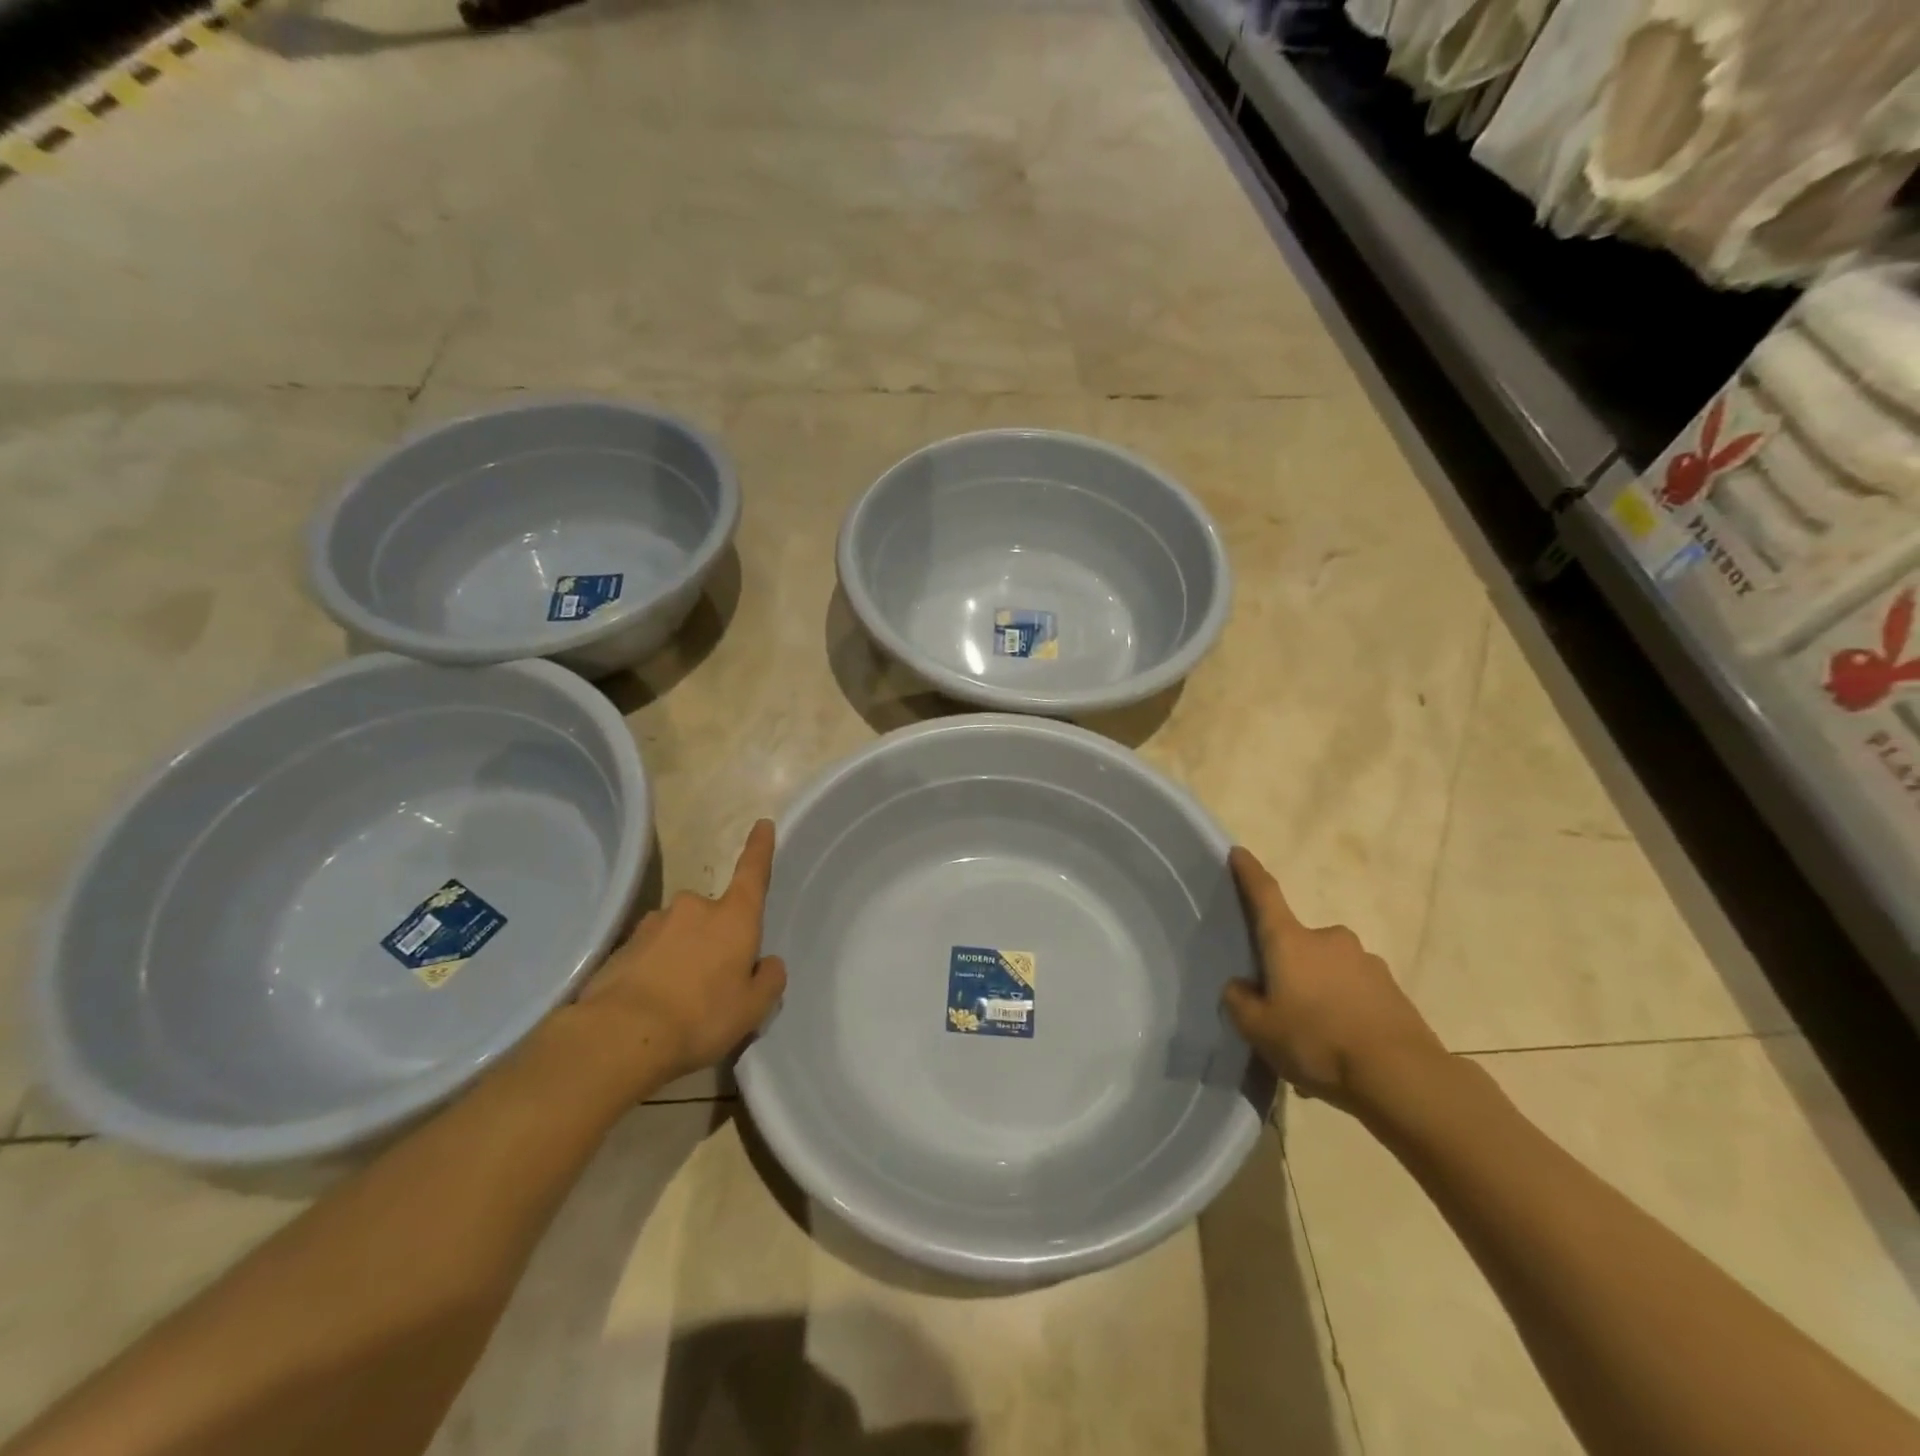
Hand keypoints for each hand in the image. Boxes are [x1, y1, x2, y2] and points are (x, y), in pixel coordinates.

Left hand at [573, 819, 787, 1096]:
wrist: (619, 1037)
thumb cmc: (701, 1017)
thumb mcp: (752, 1008)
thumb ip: (768, 980)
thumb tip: (767, 963)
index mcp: (733, 917)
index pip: (752, 873)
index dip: (759, 848)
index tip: (762, 824)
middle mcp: (693, 908)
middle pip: (713, 916)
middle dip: (715, 940)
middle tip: (714, 984)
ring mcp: (653, 924)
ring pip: (679, 934)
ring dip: (683, 956)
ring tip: (679, 1002)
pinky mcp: (621, 946)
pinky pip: (650, 953)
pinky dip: (655, 971)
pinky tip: (651, 1006)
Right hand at [1220, 846, 1445, 1111]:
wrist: (1402, 1078)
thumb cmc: (1317, 1043)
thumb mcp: (1258, 1030)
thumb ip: (1239, 1001)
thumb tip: (1242, 986)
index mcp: (1290, 941)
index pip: (1265, 895)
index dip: (1249, 873)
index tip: (1239, 853)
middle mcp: (1329, 940)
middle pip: (1298, 946)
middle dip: (1289, 969)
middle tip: (1281, 1008)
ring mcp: (1366, 962)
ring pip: (1329, 974)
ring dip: (1319, 995)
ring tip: (1314, 1042)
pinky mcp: (1393, 991)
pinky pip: (1356, 996)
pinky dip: (1345, 1014)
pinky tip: (1343, 1052)